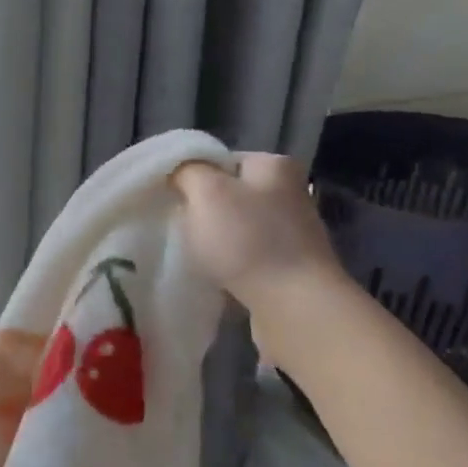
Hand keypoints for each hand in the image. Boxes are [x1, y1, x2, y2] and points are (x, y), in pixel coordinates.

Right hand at [173, 153, 346, 311]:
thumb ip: (187, 171)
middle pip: (229, 194)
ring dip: (215, 241)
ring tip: (196, 256)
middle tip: (180, 228)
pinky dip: (230, 264)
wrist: (294, 306)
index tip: (174, 200)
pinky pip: (248, 256)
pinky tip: (217, 276)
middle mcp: (290, 192)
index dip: (192, 178)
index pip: (221, 160)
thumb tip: (180, 171)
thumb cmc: (247, 241)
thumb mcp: (206, 193)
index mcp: (274, 166)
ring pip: (237, 227)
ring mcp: (293, 232)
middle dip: (203, 211)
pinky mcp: (290, 266)